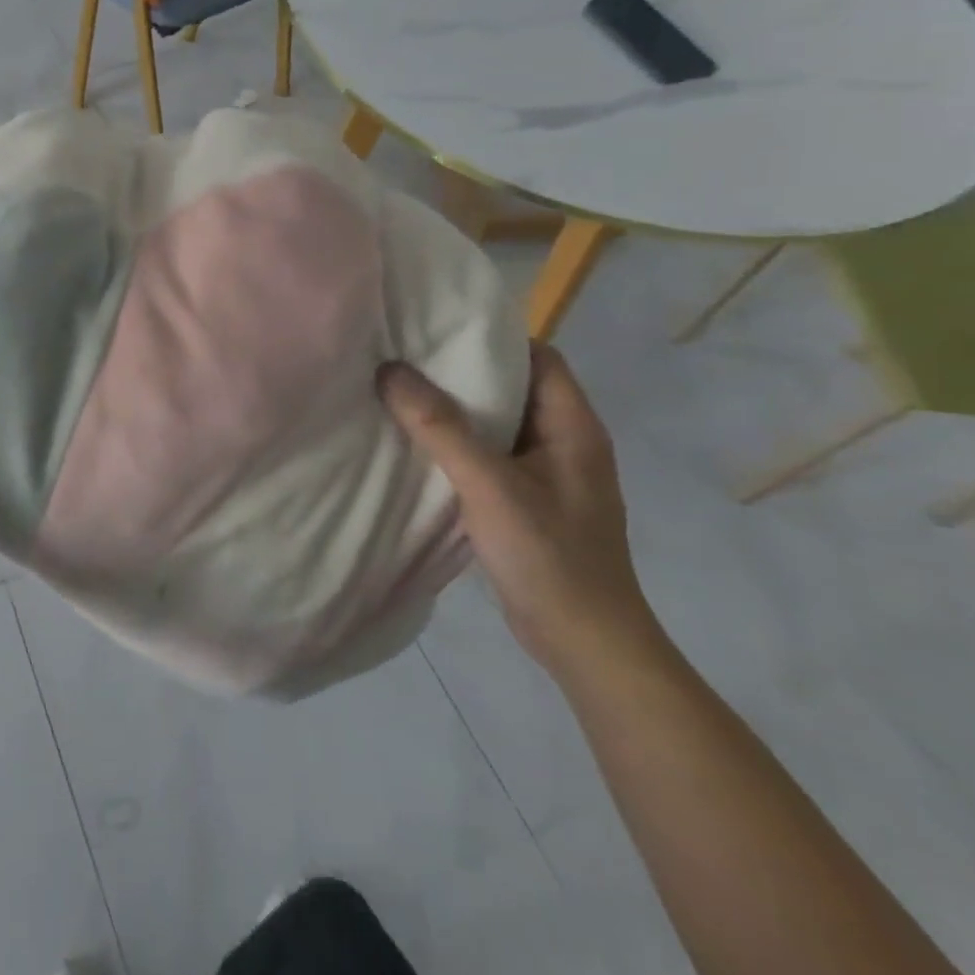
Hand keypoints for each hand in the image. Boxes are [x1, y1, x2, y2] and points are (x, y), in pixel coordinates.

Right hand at [376, 344, 657, 678]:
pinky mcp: (528, 500)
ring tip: (401, 392)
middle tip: (405, 357)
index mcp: (574, 427)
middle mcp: (565, 442)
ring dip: (455, 409)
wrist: (585, 644)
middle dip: (462, 371)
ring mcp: (547, 474)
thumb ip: (439, 427)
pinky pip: (489, 454)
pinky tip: (418, 445)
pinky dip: (457, 443)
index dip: (493, 339)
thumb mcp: (489, 485)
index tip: (437, 330)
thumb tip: (389, 370)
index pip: (539, 358)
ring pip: (497, 423)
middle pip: (514, 387)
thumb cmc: (549, 556)